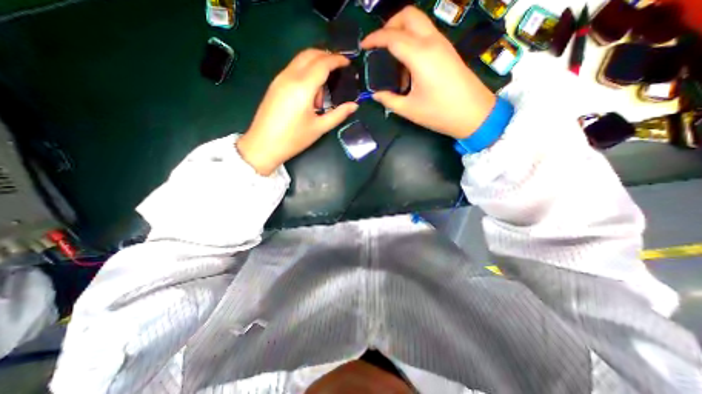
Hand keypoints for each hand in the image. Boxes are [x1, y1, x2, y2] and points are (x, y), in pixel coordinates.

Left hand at [239, 50, 358, 175]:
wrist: (263, 145)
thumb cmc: (294, 139)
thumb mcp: (319, 128)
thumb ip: (338, 114)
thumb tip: (354, 105)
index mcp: (303, 87)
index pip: (323, 63)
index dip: (337, 60)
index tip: (348, 63)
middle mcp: (290, 76)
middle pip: (310, 54)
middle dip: (326, 57)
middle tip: (339, 70)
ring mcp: (280, 78)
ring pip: (301, 60)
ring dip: (315, 67)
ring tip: (321, 96)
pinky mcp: (275, 84)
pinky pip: (293, 69)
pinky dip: (305, 73)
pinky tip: (309, 95)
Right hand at [364, 7, 494, 137]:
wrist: (474, 114)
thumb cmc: (440, 113)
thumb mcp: (409, 110)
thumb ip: (389, 99)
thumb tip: (376, 94)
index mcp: (420, 56)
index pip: (392, 36)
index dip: (374, 39)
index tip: (363, 46)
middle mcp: (432, 42)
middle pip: (408, 16)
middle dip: (390, 26)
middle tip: (379, 46)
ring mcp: (442, 44)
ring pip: (418, 23)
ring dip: (401, 34)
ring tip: (392, 61)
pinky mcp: (447, 50)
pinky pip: (426, 36)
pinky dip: (412, 42)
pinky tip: (407, 67)